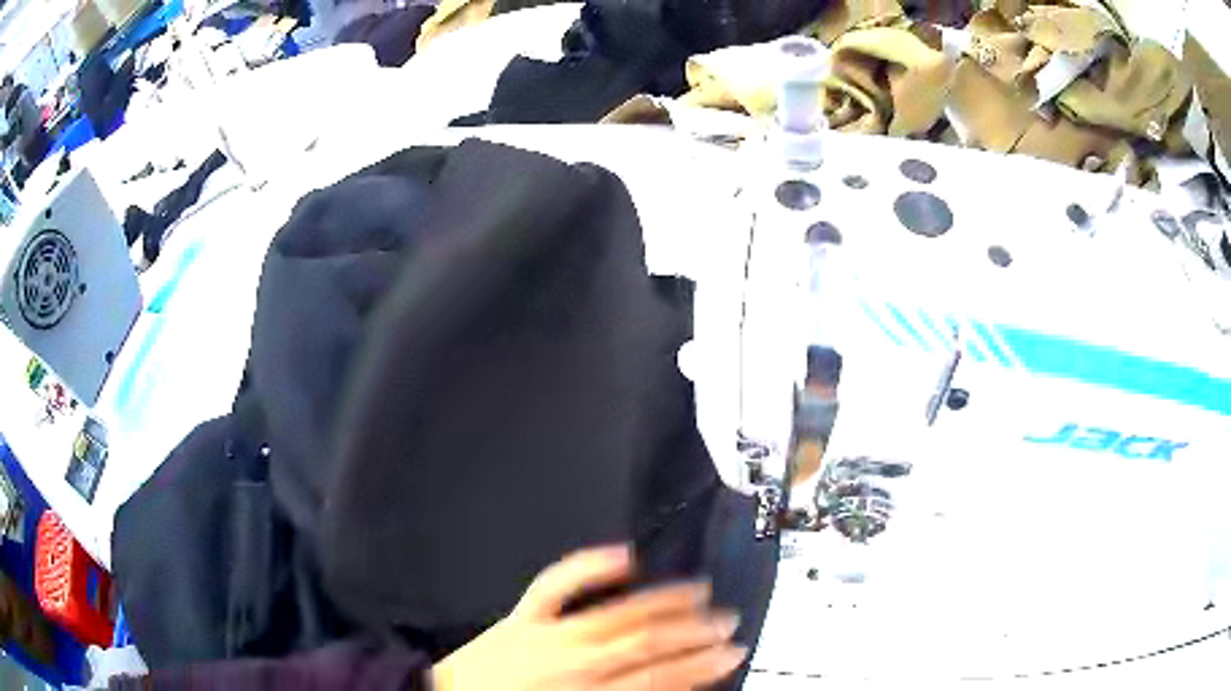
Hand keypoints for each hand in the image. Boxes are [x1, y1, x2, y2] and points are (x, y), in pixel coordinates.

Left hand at [431, 546, 746, 690]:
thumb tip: (666, 689)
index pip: (661, 677)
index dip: (702, 665)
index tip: (731, 653)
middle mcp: (576, 661)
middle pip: (649, 643)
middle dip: (695, 631)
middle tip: (727, 619)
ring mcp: (549, 633)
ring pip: (619, 614)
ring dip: (664, 601)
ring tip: (699, 589)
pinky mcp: (522, 616)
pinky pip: (558, 584)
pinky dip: (590, 566)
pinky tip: (621, 555)